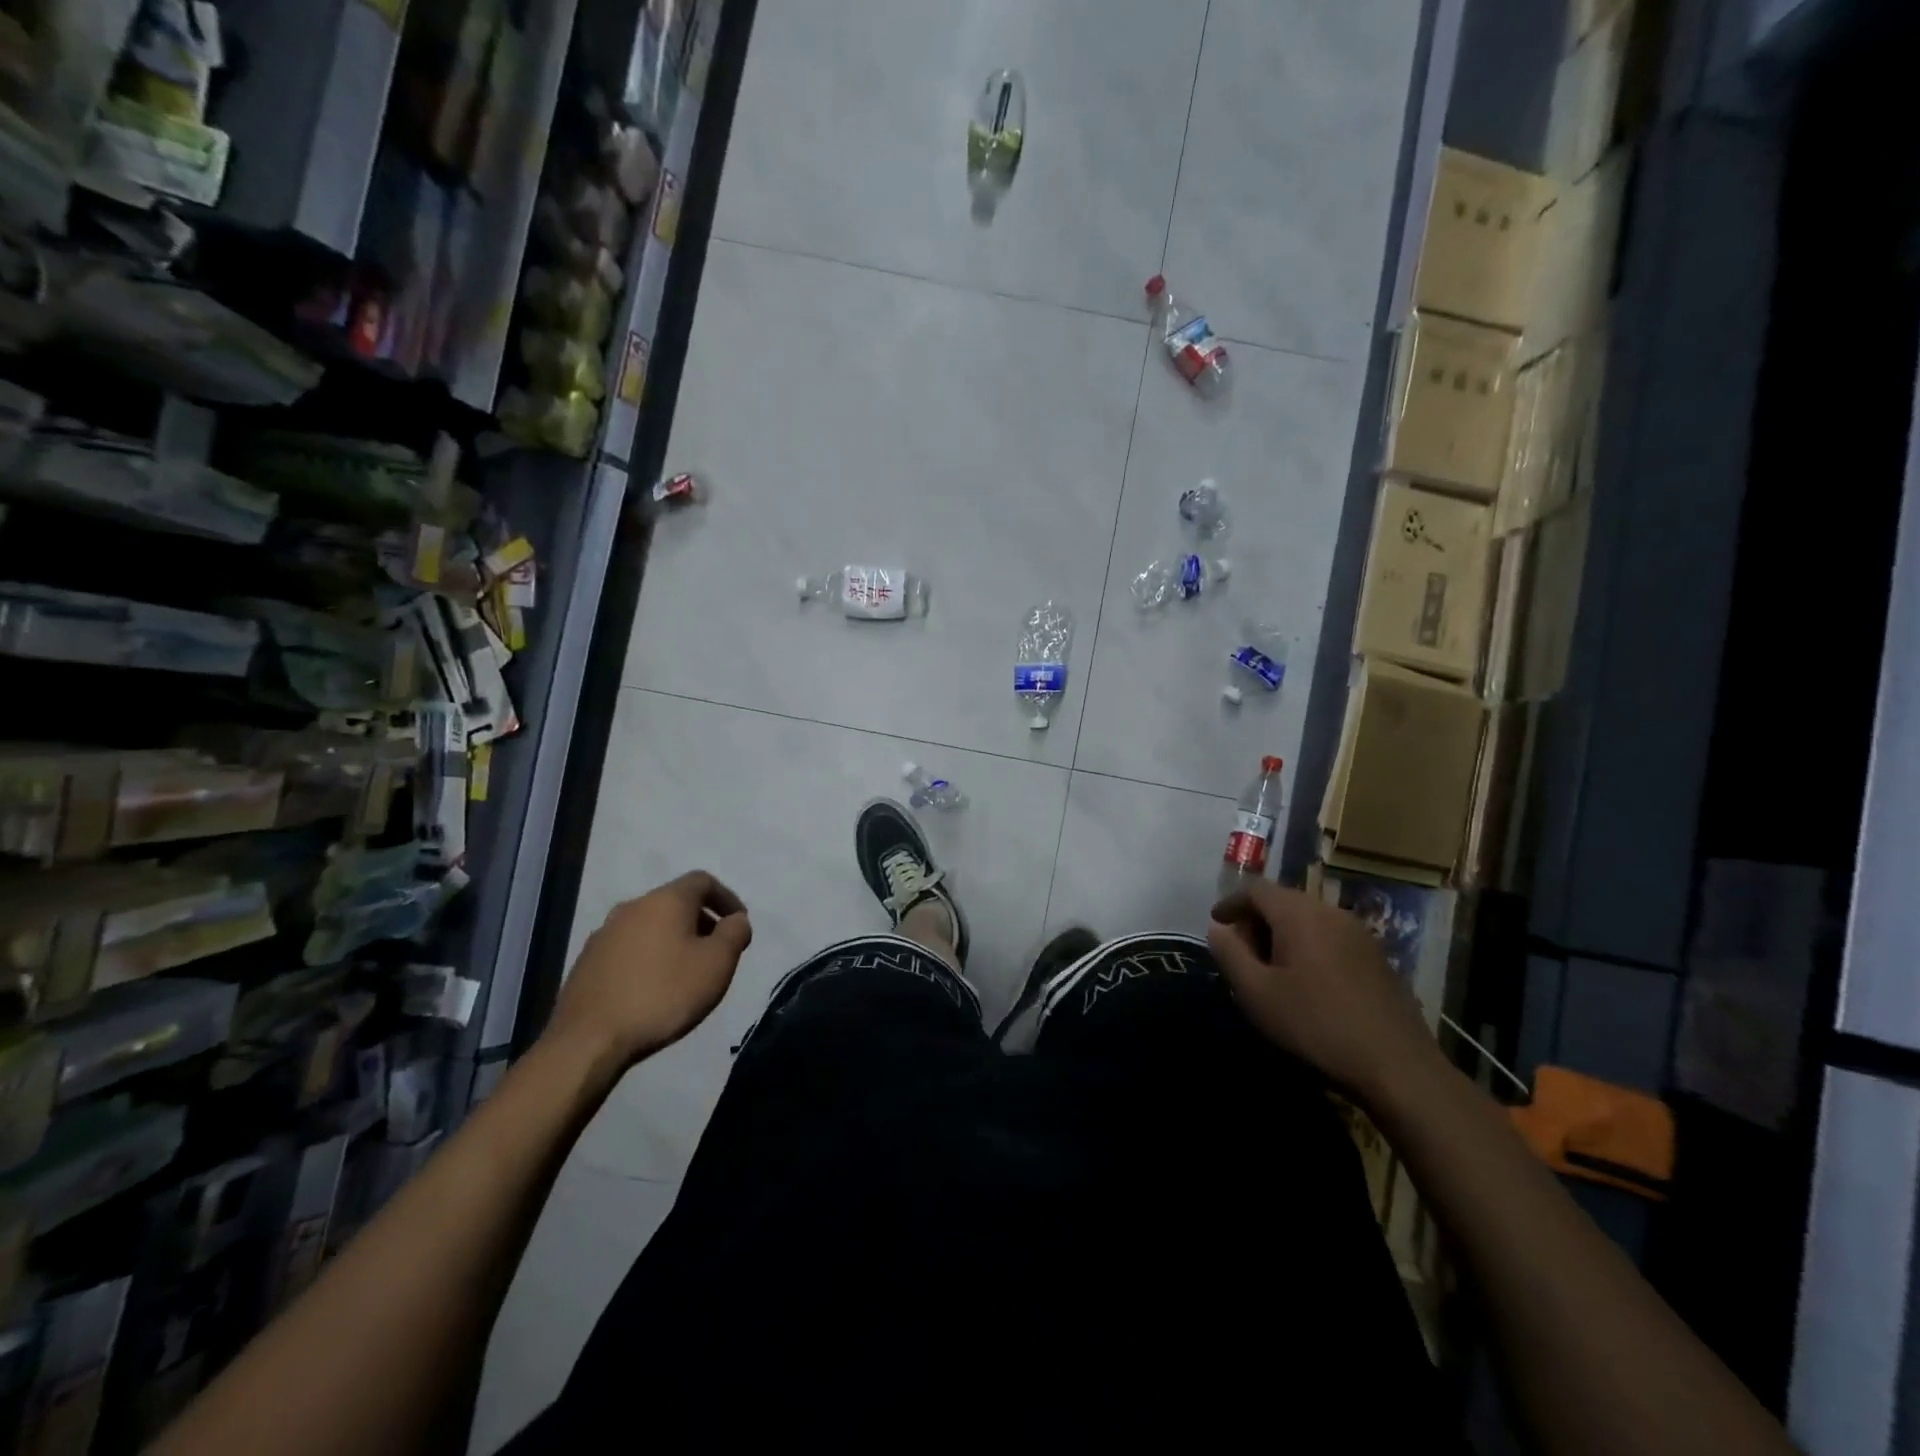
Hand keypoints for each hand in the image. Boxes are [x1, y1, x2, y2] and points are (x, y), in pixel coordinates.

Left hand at [547, 871, 751, 1070]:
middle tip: (716, 951)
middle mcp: (632, 907)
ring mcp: (604, 934)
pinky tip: (652, 988)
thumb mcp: (717, 964)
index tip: (738, 924)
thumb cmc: (663, 994)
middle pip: (675, 902)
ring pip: (650, 925)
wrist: (588, 1040)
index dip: (727, 898)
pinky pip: (628, 948)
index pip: (703, 881)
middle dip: (701, 921)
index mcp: (665, 900)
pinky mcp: (586, 961)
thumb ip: (734, 933)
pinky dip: (648, 957)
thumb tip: (737, 920)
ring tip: (685, 972)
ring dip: (673, 939)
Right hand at [1208, 881, 1443, 1108]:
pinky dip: (1309, 946)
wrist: (1397, 1066)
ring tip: (1272, 969)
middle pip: (1284, 900)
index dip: (1231, 902)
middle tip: (1241, 951)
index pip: (1256, 889)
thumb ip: (1230, 954)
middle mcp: (1331, 913)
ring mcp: (1360, 934)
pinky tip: (1308, 982)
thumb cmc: (1316, 1025)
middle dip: (1257, 919)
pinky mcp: (1378, 958)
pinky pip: (1331, 937)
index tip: (1217, 923)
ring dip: (1283, 933)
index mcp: (1300, 914)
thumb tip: (1218, 929)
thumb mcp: (1257, 993)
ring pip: (1309, 919)